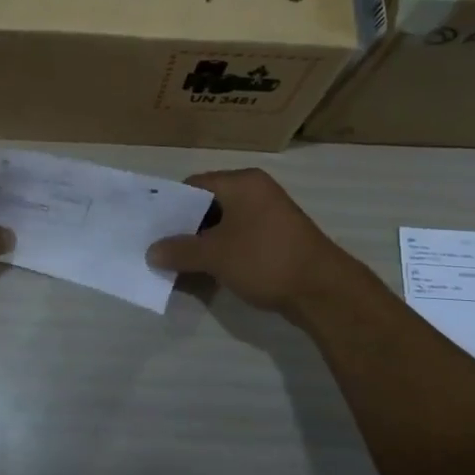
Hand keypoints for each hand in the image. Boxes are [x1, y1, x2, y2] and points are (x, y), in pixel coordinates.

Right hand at [146, 168, 352, 313]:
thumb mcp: (215, 255)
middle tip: (160, 249)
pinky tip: (205, 275)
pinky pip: (240, 240)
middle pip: (208, 205)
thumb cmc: (265, 259)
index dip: (171, 205)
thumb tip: (151, 252)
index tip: (152, 227)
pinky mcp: (278, 239)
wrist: (323, 290)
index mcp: (242, 183)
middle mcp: (257, 192)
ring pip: (224, 226)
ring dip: (202, 245)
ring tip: (177, 266)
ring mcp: (270, 216)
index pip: (195, 184)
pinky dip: (222, 254)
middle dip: (184, 229)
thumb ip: (179, 251)